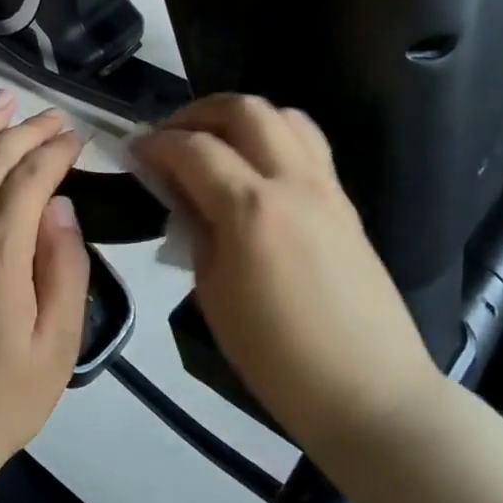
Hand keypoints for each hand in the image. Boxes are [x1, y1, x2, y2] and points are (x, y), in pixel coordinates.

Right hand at [132, 95, 439, 461]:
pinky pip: (307, 144)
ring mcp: (326, 187)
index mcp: (250, 209)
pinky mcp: (346, 202)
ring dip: (239, 118)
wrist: (369, 393)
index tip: (133, 151)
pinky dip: (272, 137)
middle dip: (197, 113)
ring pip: (283, 115)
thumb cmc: (276, 357)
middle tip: (170, 138)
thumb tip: (179, 194)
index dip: (155, 143)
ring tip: (213, 145)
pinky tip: (253, 170)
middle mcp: (292, 182)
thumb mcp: (213, 294)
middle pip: (244, 109)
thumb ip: (194, 231)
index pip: (192, 148)